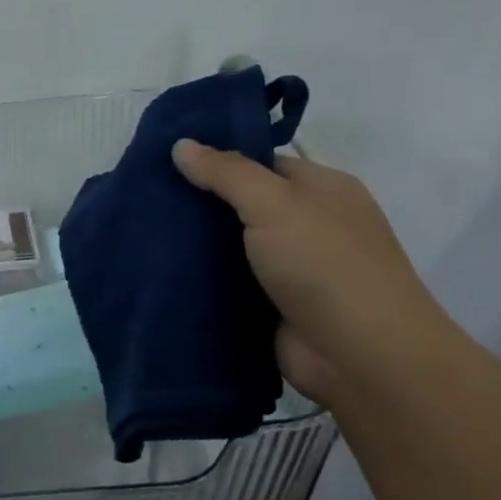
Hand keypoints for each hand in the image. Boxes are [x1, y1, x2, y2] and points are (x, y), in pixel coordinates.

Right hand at [172, 141, 456, 404]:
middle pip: (242, 204)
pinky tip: (158, 270)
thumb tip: (181, 144)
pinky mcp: (271, 306)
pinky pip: (227, 283)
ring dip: (194, 244)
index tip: (166, 161)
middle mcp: (308, 225)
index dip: (216, 160)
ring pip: (230, 246)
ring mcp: (290, 269)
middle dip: (198, 203)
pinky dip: (199, 279)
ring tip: (140, 231)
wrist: (360, 356)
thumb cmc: (325, 264)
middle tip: (144, 196)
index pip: (261, 163)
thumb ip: (226, 173)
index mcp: (322, 190)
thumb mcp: (275, 203)